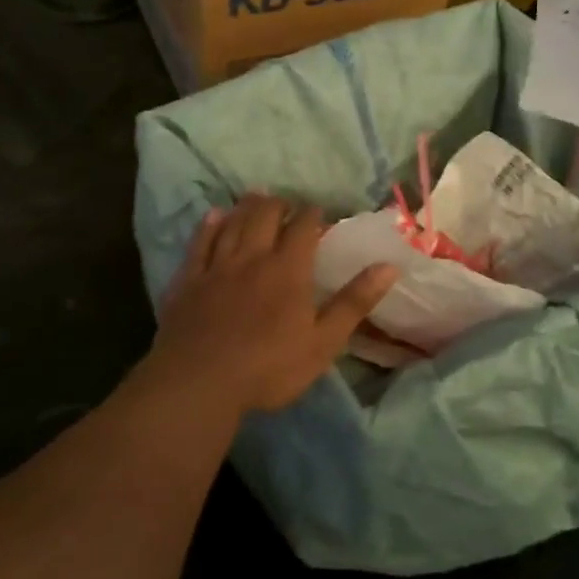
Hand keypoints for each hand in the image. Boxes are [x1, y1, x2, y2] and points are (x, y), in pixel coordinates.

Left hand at [144, 195, 398, 416]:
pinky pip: (199, 242)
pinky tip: (213, 216)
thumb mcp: (323, 342)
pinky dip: (209, 226)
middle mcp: (252, 257)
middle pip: (265, 215)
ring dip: (247, 206)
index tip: (318, 211)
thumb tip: (389, 266)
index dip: (312, 214)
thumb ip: (354, 302)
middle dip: (279, 204)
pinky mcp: (188, 280)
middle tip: (286, 204)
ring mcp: (217, 266)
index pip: (303, 227)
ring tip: (256, 196)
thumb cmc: (269, 367)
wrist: (199, 382)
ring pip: (233, 223)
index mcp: (288, 269)